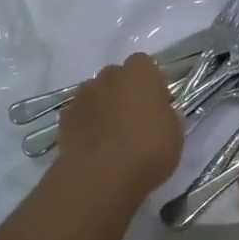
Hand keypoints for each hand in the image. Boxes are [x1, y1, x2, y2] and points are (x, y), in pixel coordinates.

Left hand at [57, 53, 183, 199]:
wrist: (101, 175)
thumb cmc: (148, 149)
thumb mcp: (174, 132)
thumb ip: (164, 113)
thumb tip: (156, 111)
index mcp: (140, 73)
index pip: (144, 64)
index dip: (150, 83)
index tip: (156, 104)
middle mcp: (109, 75)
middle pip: (117, 76)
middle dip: (124, 92)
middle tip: (134, 120)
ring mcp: (83, 95)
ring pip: (95, 94)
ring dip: (103, 107)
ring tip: (111, 136)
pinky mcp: (64, 117)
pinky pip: (79, 114)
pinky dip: (85, 124)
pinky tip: (93, 146)